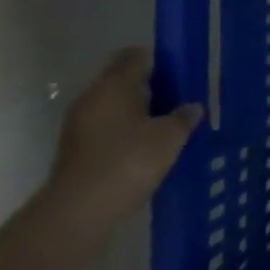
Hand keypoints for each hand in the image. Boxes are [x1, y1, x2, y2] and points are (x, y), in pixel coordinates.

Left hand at [43, 48, 200, 236]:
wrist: (78, 213)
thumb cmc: (128, 162)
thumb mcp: (169, 137)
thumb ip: (184, 117)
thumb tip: (193, 107)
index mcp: (114, 85)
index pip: (136, 56)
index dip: (160, 60)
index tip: (182, 73)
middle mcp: (92, 98)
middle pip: (123, 81)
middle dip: (151, 88)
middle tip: (180, 99)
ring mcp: (79, 125)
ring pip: (114, 107)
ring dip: (138, 112)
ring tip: (167, 125)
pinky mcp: (76, 151)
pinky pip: (107, 129)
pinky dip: (126, 133)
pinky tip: (147, 148)